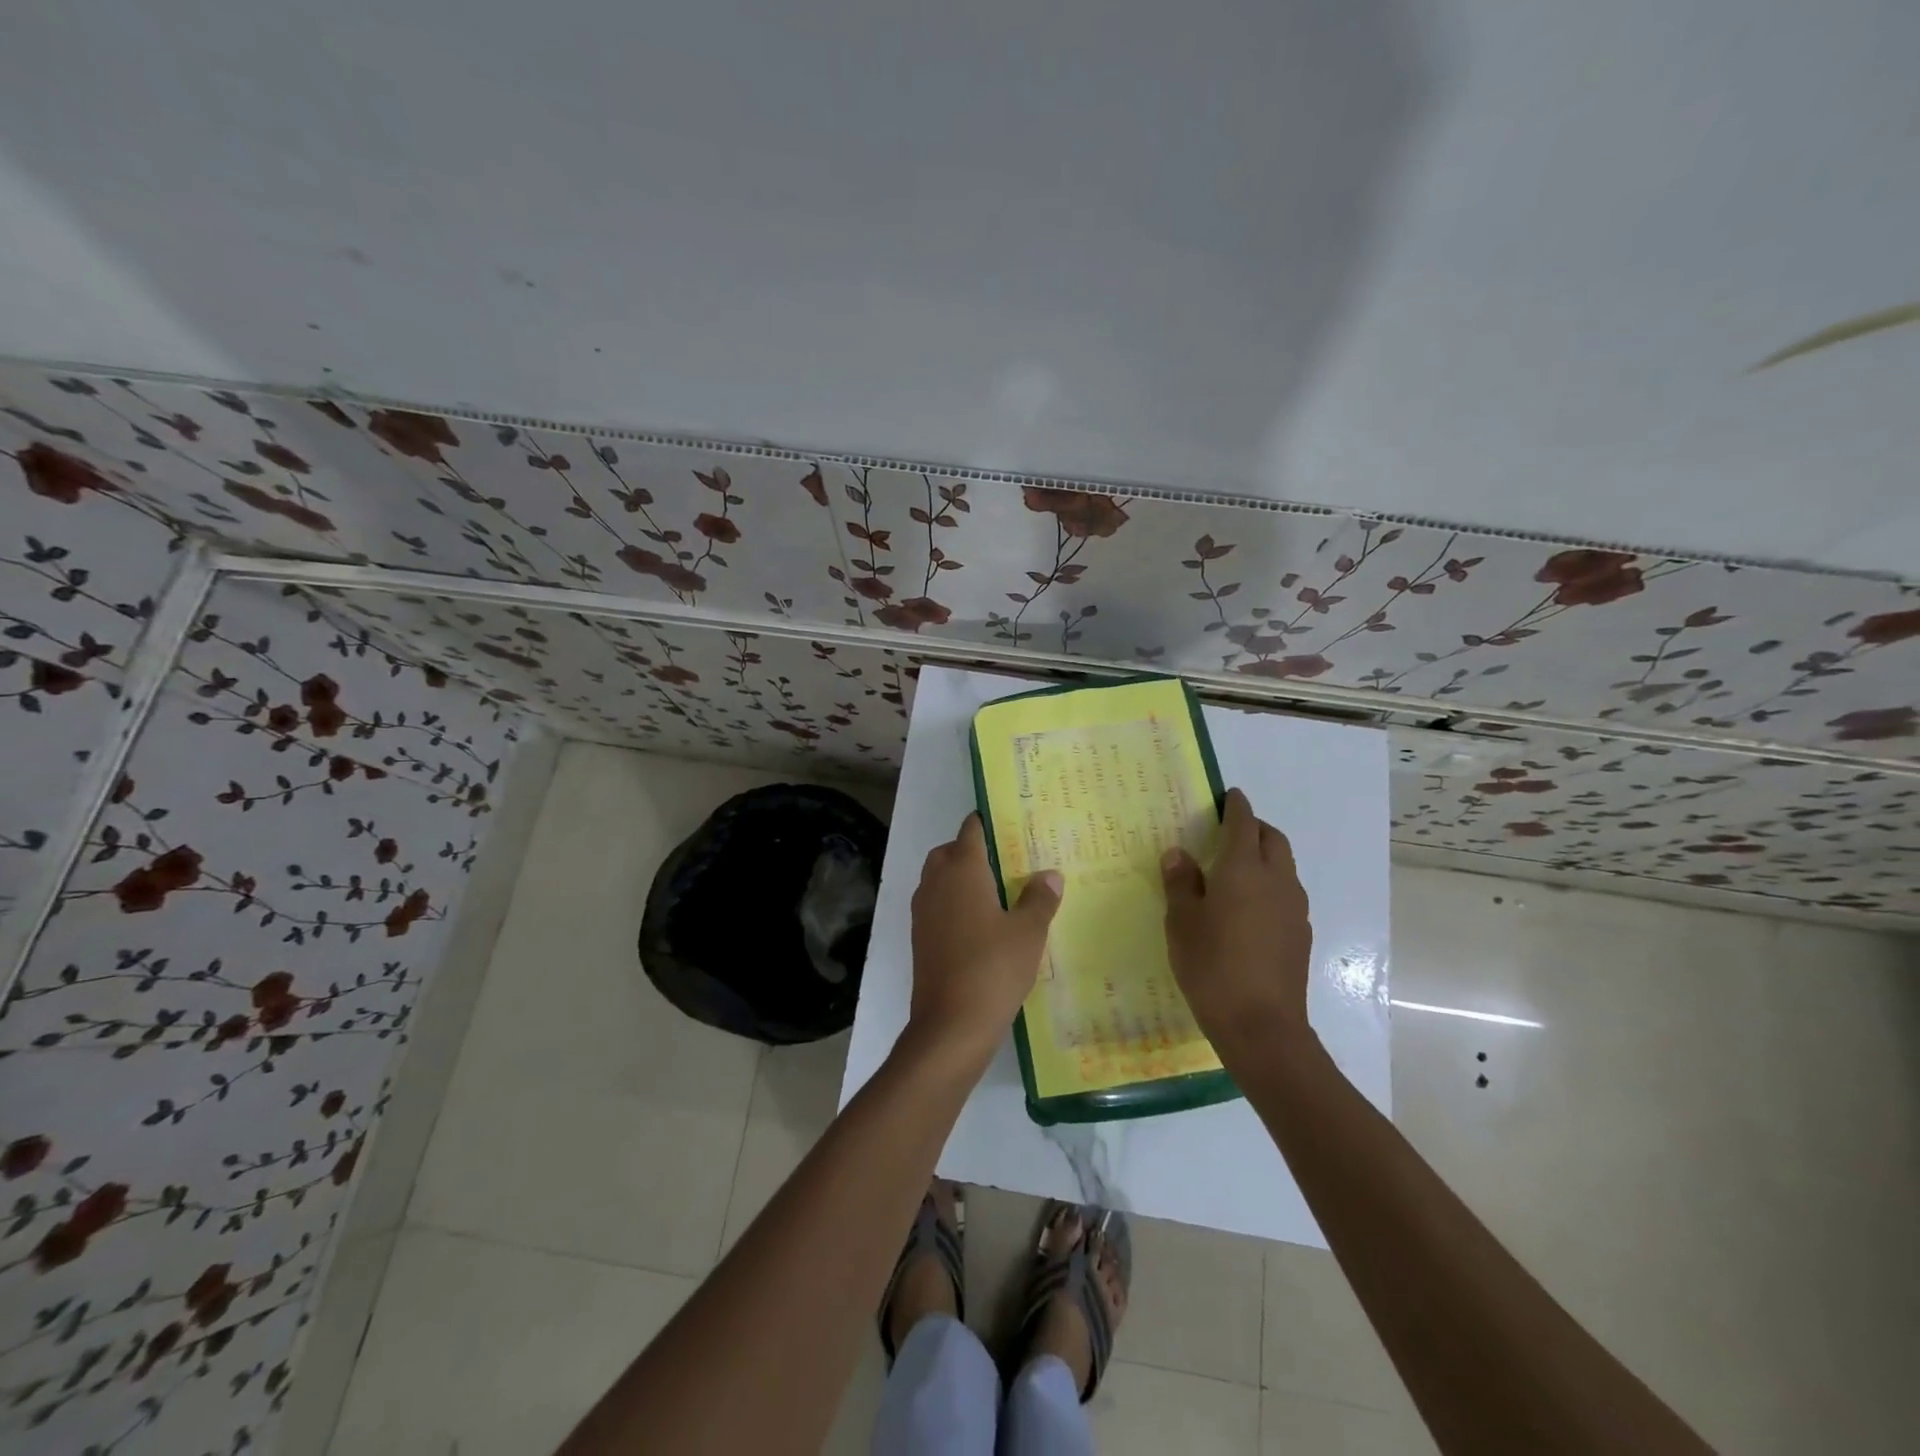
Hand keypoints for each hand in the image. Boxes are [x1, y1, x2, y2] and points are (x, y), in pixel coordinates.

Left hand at [908, 814, 1062, 1068]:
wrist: (950, 1025)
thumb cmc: (993, 968)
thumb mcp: (1028, 932)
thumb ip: (1040, 899)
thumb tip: (1049, 875)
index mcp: (962, 870)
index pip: (971, 831)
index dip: (988, 823)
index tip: (1010, 824)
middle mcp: (936, 883)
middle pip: (950, 852)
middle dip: (972, 850)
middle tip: (1006, 862)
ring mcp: (923, 911)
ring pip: (939, 879)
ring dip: (961, 878)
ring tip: (997, 893)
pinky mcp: (919, 938)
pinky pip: (936, 905)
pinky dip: (954, 904)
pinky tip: (981, 925)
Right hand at [1162, 788, 1312, 1047]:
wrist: (1261, 1026)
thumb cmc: (1212, 966)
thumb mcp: (1182, 922)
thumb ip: (1181, 883)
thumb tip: (1179, 854)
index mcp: (1244, 869)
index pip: (1243, 823)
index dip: (1236, 806)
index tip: (1228, 795)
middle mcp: (1276, 880)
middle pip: (1273, 839)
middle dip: (1254, 827)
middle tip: (1229, 831)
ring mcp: (1294, 908)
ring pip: (1284, 866)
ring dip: (1265, 856)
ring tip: (1237, 869)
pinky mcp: (1300, 934)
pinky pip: (1286, 893)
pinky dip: (1270, 885)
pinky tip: (1249, 908)